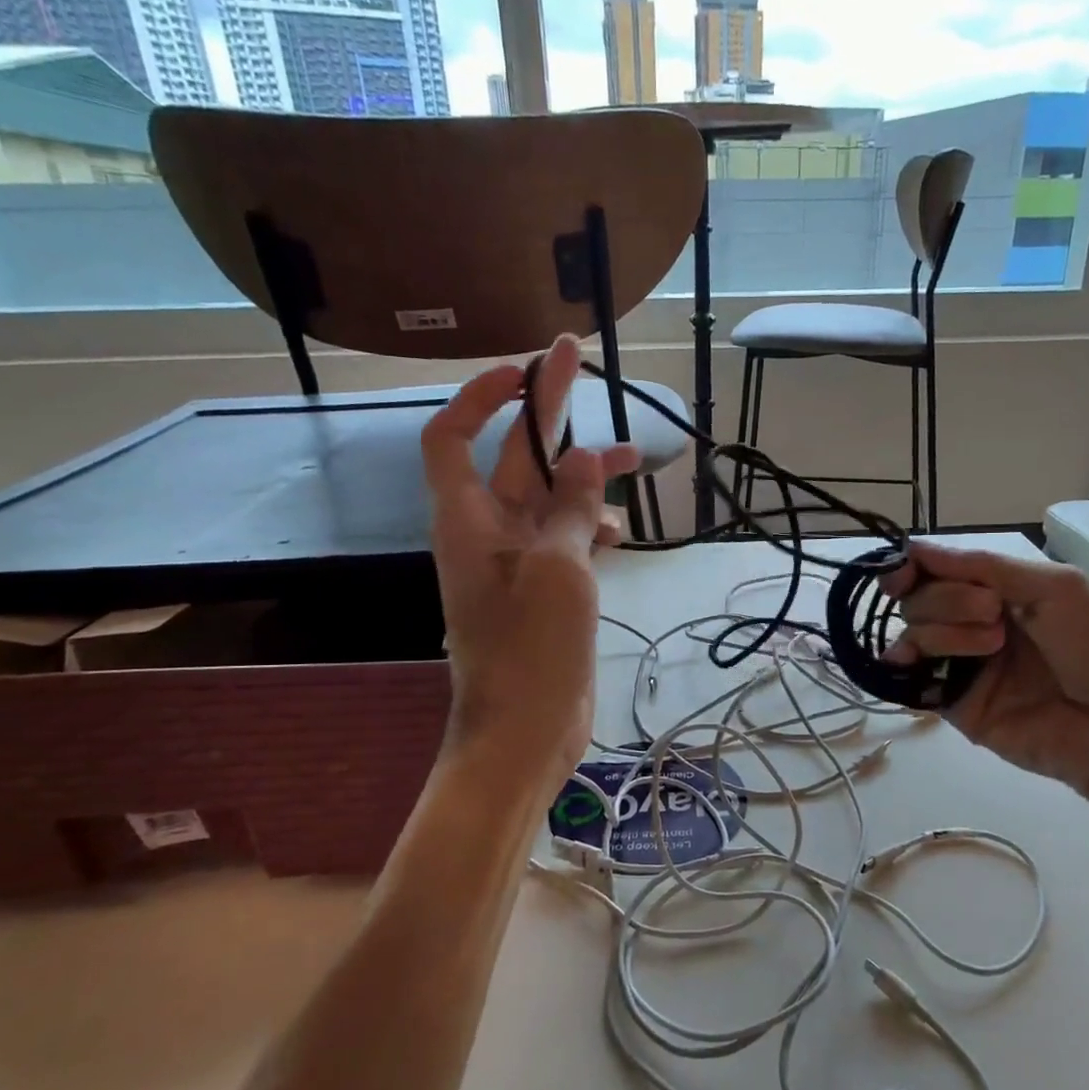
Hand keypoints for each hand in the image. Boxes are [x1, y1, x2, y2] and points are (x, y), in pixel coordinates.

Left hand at [421, 335, 640, 796]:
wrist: (525, 732)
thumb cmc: (531, 648)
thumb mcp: (556, 567)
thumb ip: (570, 507)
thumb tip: (586, 457)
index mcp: (470, 519)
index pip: (452, 437)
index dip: (480, 397)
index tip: (522, 371)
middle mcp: (489, 532)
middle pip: (515, 456)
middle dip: (546, 409)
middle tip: (578, 358)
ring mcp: (520, 563)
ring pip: (550, 497)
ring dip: (585, 474)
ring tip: (636, 457)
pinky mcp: (546, 590)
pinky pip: (566, 539)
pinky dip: (591, 527)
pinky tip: (619, 532)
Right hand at [880, 542, 1088, 801]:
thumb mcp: (1055, 587)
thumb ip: (982, 566)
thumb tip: (912, 546)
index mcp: (1001, 591)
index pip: (937, 570)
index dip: (912, 566)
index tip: (904, 572)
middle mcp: (975, 624)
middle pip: (920, 599)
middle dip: (947, 600)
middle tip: (993, 615)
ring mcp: (964, 665)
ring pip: (914, 634)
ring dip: (943, 632)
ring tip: (991, 647)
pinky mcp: (956, 705)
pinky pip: (913, 680)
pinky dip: (904, 666)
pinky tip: (910, 662)